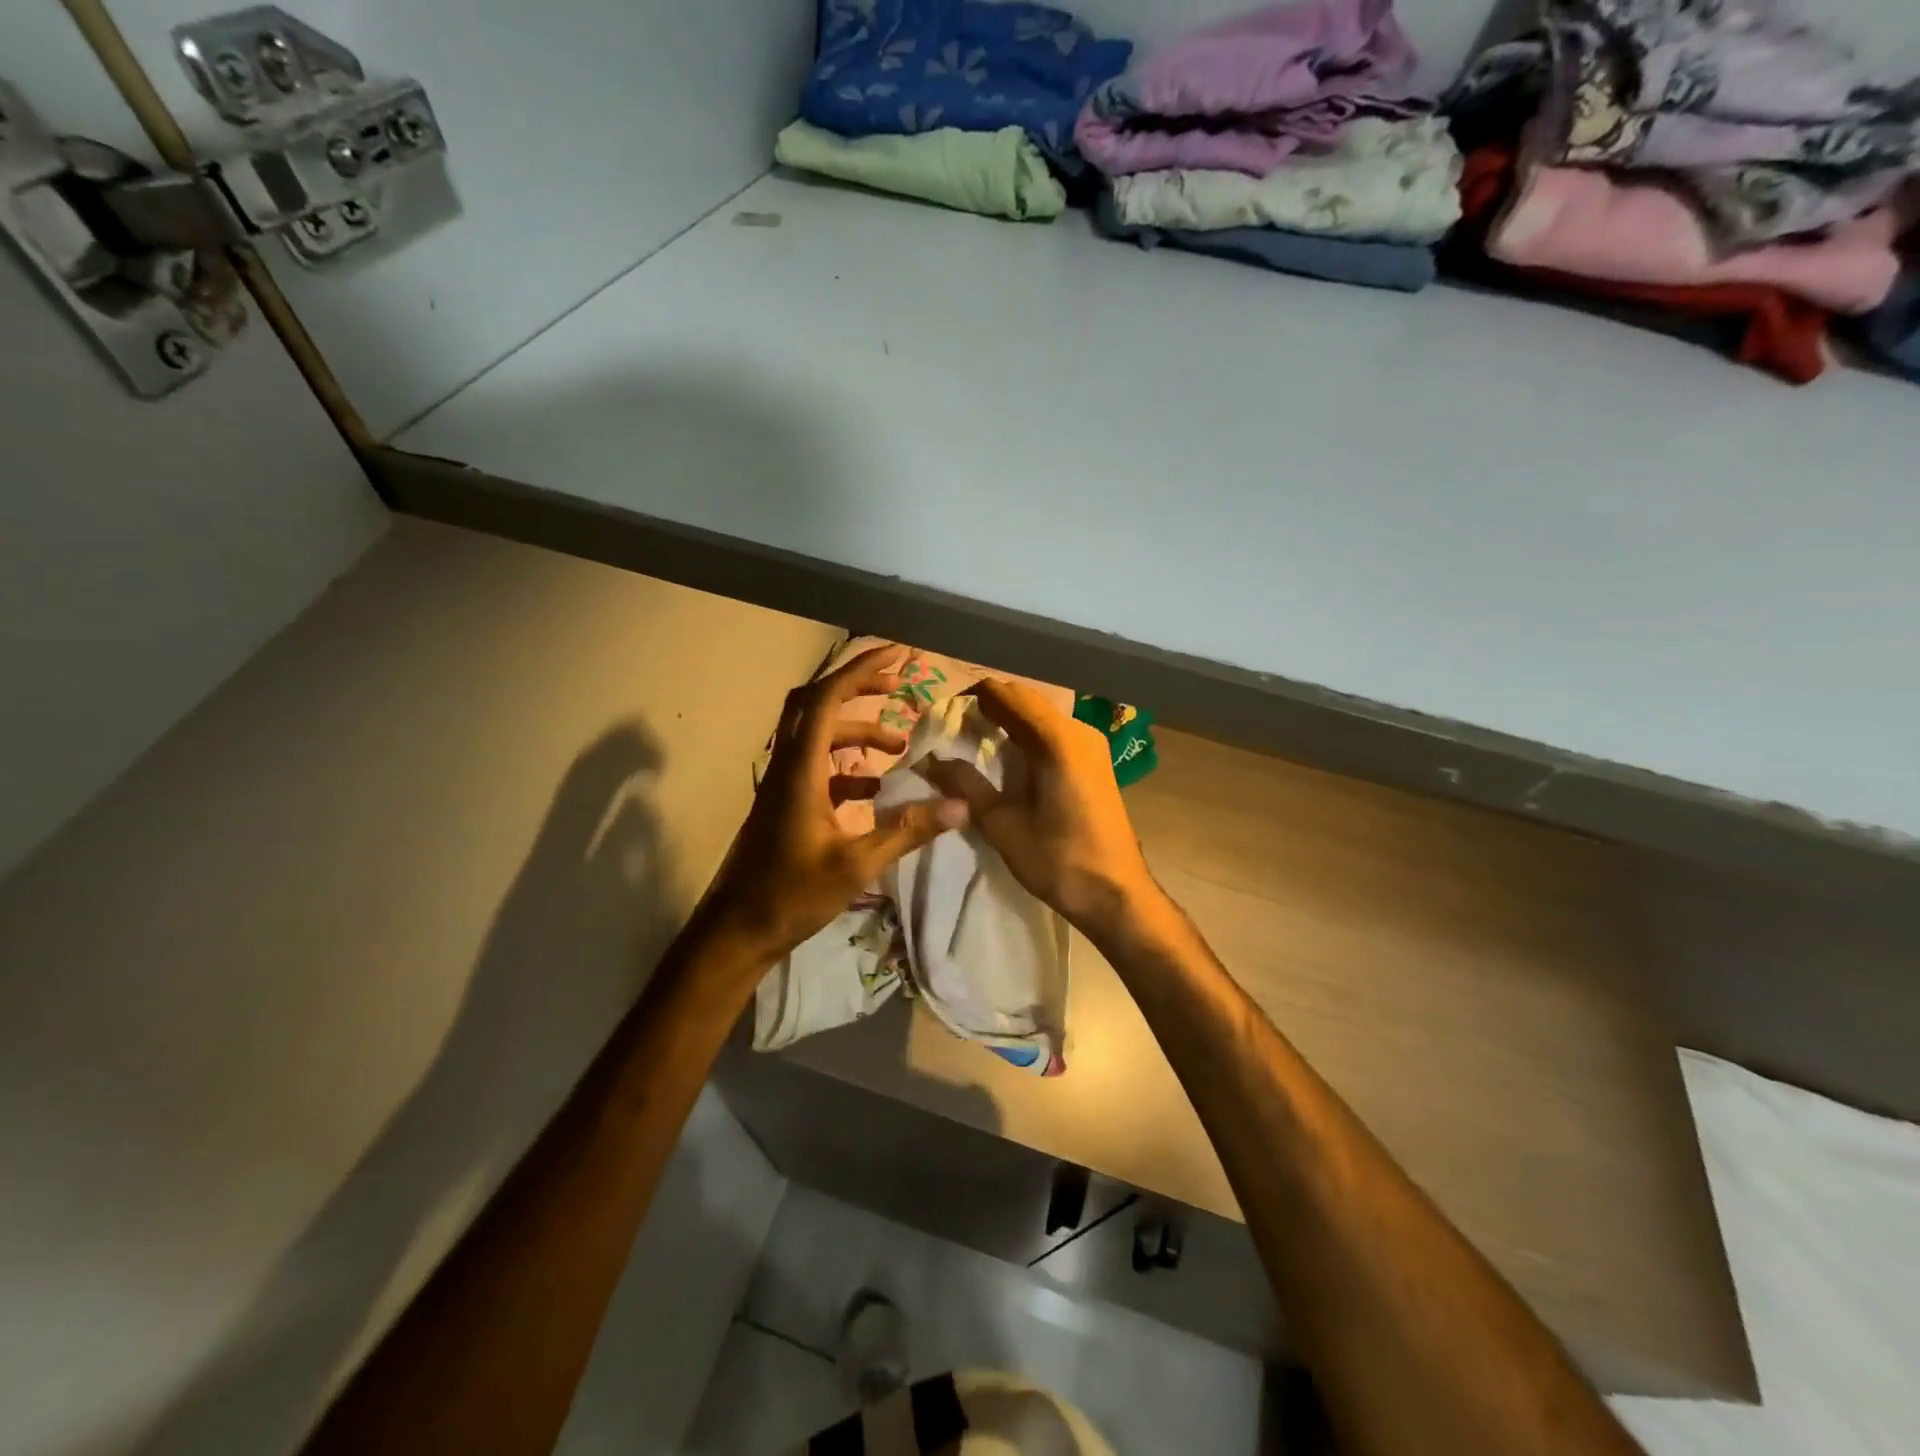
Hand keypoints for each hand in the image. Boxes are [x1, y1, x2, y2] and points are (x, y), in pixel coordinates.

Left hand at [700, 646, 969, 963]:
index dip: (863, 670)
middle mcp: (787, 765)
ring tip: (899, 747)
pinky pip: (817, 767)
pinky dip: (847, 766)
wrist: (738, 930)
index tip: (900, 656)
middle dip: (858, 687)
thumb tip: (960, 807)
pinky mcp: (784, 804)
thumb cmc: (793, 894)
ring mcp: (782, 784)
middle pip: (817, 704)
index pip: (829, 699)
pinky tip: (875, 790)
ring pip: (818, 736)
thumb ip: (908, 831)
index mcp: (800, 769)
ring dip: (858, 732)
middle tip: (898, 685)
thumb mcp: (857, 864)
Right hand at [920, 679, 1160, 941]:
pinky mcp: (1094, 760)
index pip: (1004, 693)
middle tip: (951, 729)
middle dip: (986, 706)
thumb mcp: (1001, 823)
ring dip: (1006, 719)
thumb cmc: (1057, 859)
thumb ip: (965, 784)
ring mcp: (1090, 744)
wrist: (1115, 894)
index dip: (968, 697)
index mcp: (1055, 739)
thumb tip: (928, 759)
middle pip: (1023, 698)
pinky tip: (1006, 757)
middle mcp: (1077, 730)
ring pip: (1039, 714)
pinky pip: (1053, 732)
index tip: (940, 715)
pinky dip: (1025, 734)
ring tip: (972, 741)